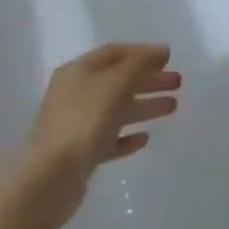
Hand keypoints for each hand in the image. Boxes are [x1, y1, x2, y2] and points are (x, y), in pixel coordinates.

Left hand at [18, 44, 181, 223]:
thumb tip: (161, 51)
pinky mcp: (80, 154)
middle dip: (148, 79)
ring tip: (173, 107)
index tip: (169, 58)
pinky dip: (127, 136)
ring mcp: (76, 125)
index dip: (142, 53)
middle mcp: (75, 94)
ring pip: (116, 109)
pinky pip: (109, 139)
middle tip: (178, 83)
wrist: (50, 178)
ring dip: (144, 105)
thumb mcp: (115, 84)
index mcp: (78, 72)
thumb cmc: (84, 122)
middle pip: (117, 81)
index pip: (113, 53)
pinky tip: (145, 139)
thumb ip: (140, 65)